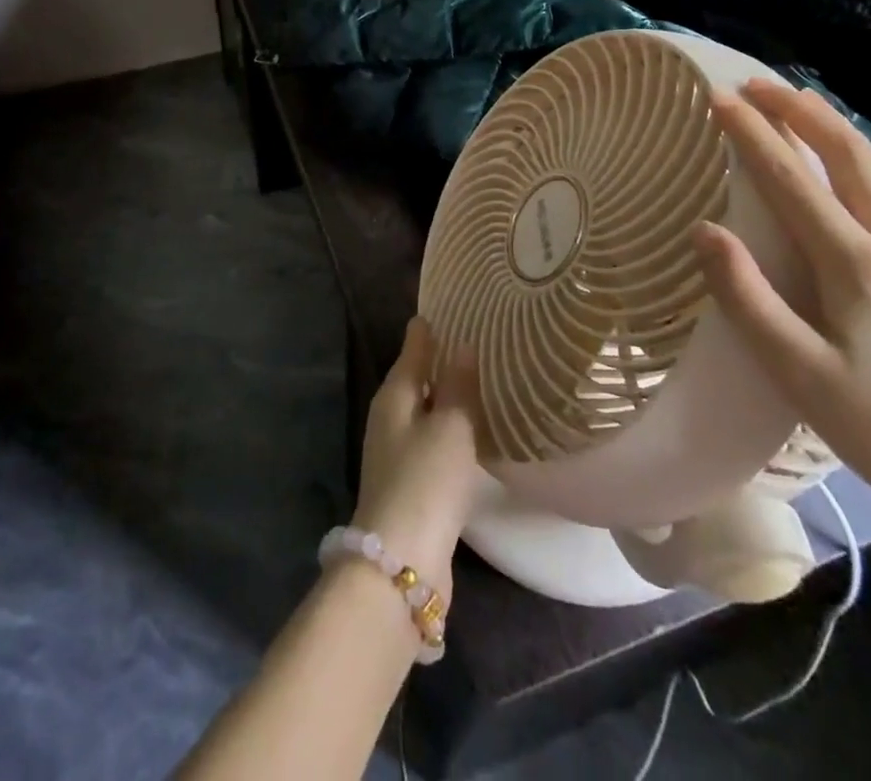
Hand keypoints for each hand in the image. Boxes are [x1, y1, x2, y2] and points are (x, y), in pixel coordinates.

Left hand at [350, 317, 480, 599]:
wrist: (402, 562)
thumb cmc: (426, 480)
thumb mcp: (450, 427)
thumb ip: (459, 386)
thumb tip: (463, 346)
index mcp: (393, 396)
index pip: (412, 350)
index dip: (428, 331)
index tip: (446, 309)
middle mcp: (389, 419)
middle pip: (416, 380)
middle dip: (439, 362)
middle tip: (474, 342)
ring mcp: (397, 454)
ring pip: (425, 413)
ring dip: (447, 399)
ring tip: (480, 383)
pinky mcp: (411, 485)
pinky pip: (433, 443)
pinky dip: (450, 431)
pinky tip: (472, 434)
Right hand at [693, 80, 870, 529]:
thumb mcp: (797, 370)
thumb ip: (746, 295)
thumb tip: (705, 229)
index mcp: (858, 265)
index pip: (793, 180)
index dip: (753, 134)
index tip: (718, 98)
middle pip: (852, 156)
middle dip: (803, 112)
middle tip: (759, 85)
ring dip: (835, 131)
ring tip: (800, 108)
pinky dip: (858, 164)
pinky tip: (846, 176)